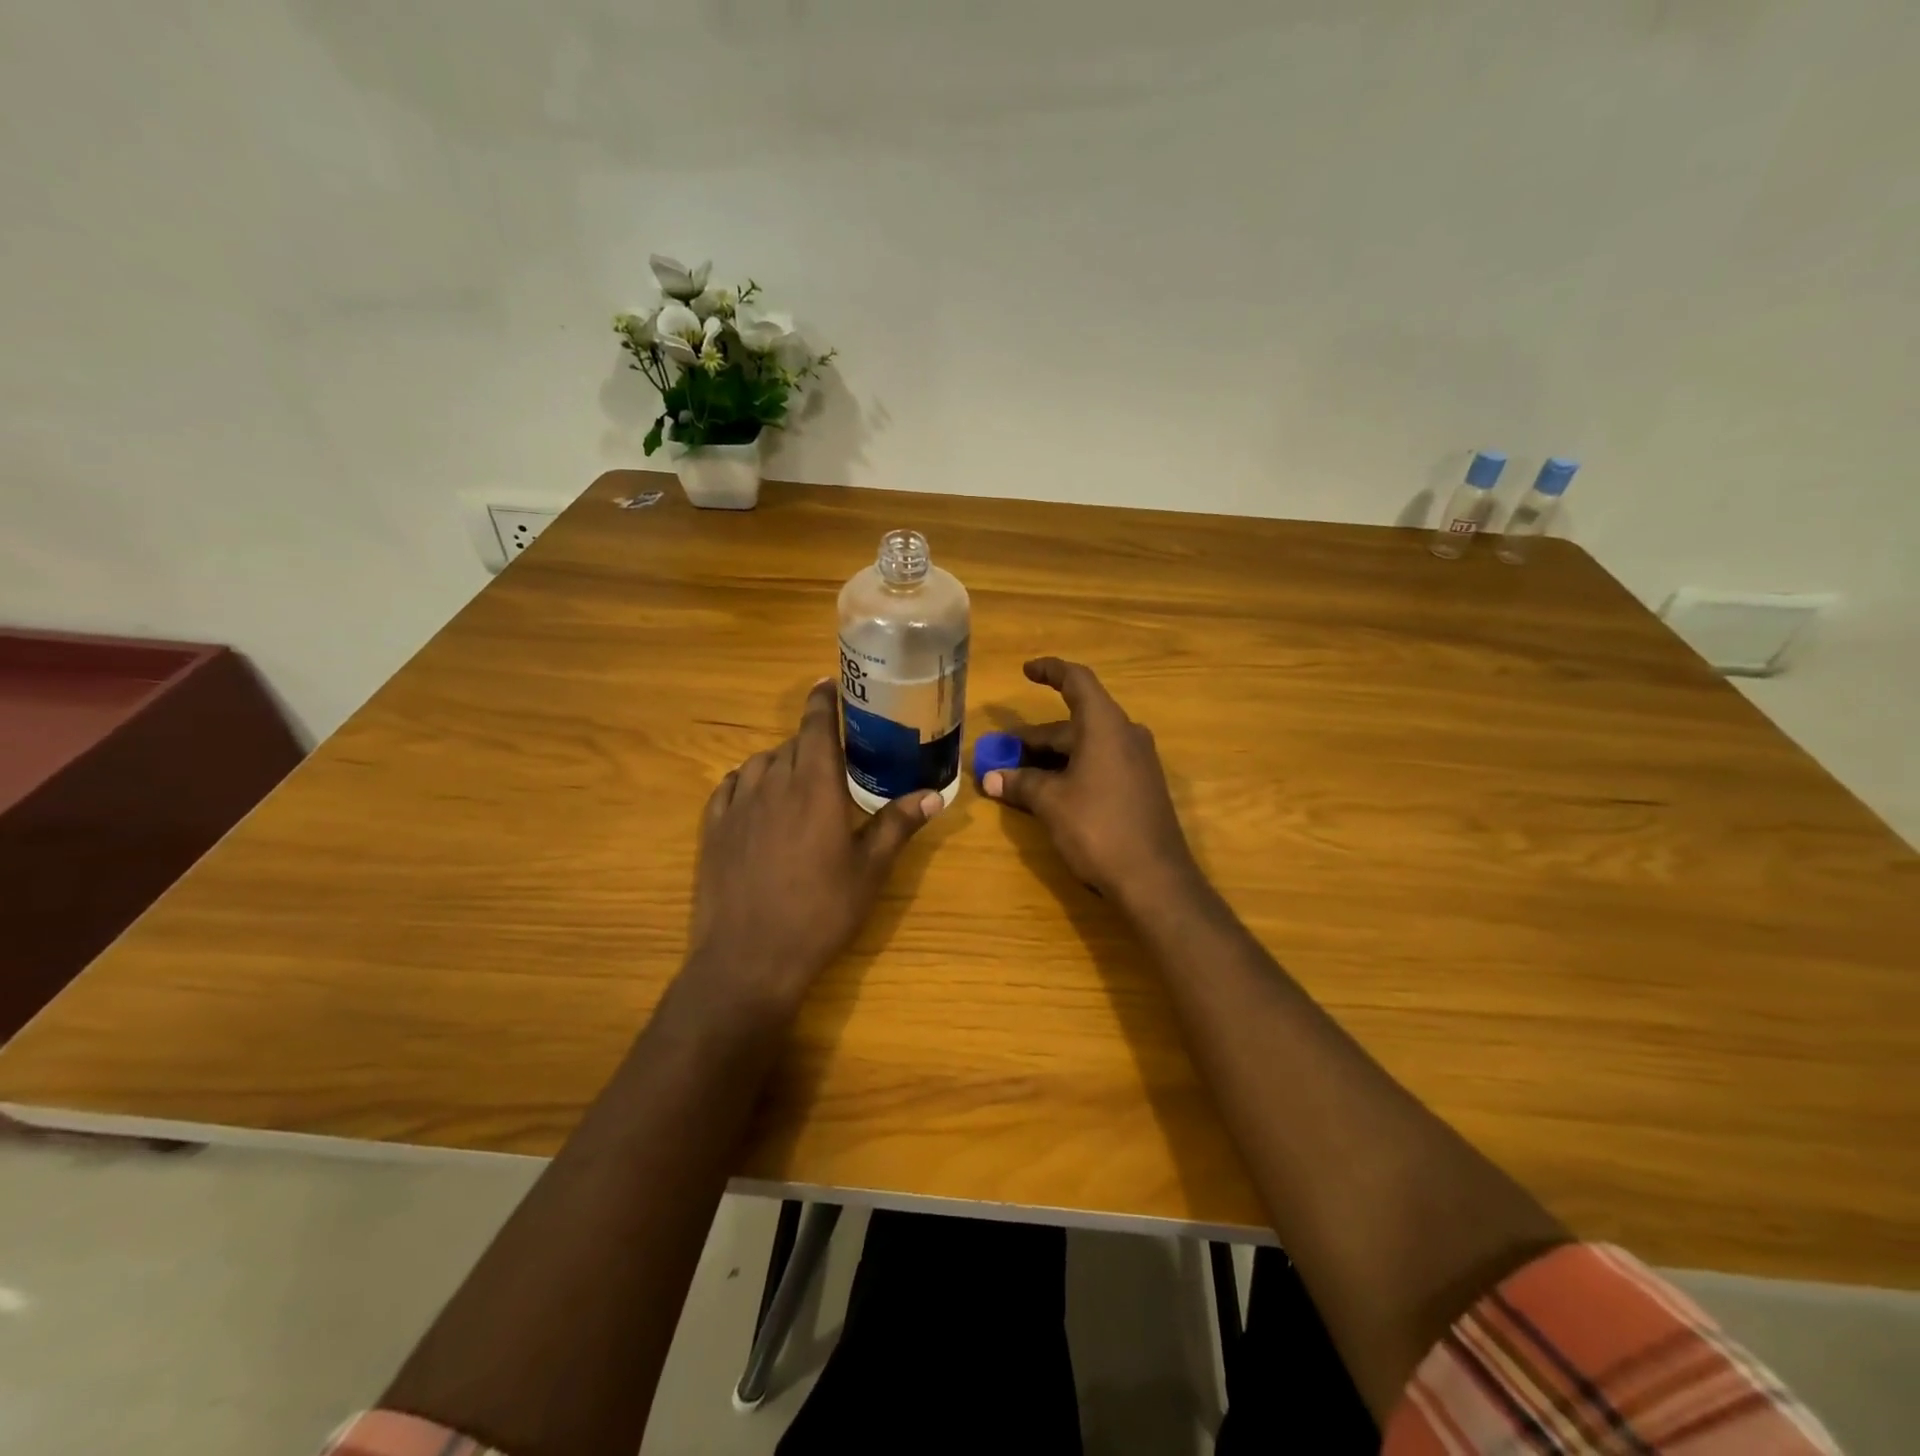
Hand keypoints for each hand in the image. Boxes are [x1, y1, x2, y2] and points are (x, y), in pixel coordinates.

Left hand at [687, 680, 942, 1013]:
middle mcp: (773, 784)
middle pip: (791, 745)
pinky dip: (745, 782)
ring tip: (796, 778)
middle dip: (810, 741)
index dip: (822, 701)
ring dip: (779, 761)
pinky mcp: (712, 829)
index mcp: (815, 787)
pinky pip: (729, 788)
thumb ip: (897, 825)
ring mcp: (737, 806)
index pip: (816, 727)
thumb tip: (934, 794)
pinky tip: (754, 797)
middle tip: (831, 755)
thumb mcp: (869, 870)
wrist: (750, 958)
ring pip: (759, 763)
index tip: (827, 683)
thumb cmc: (820, 911)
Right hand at [982, 658, 1201, 908]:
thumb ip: (1020, 783)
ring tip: (1016, 776)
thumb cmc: (1098, 828)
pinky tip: (1048, 792)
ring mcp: (1136, 763)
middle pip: (1075, 722)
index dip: (1050, 671)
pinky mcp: (1140, 788)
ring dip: (1050, 758)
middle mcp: (1125, 735)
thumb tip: (989, 778)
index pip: (1077, 681)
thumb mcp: (1051, 803)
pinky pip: (1099, 765)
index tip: (1026, 670)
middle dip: (1035, 737)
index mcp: (1106, 725)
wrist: (1155, 879)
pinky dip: (1070, 771)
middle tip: (1001, 753)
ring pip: (1085, 747)